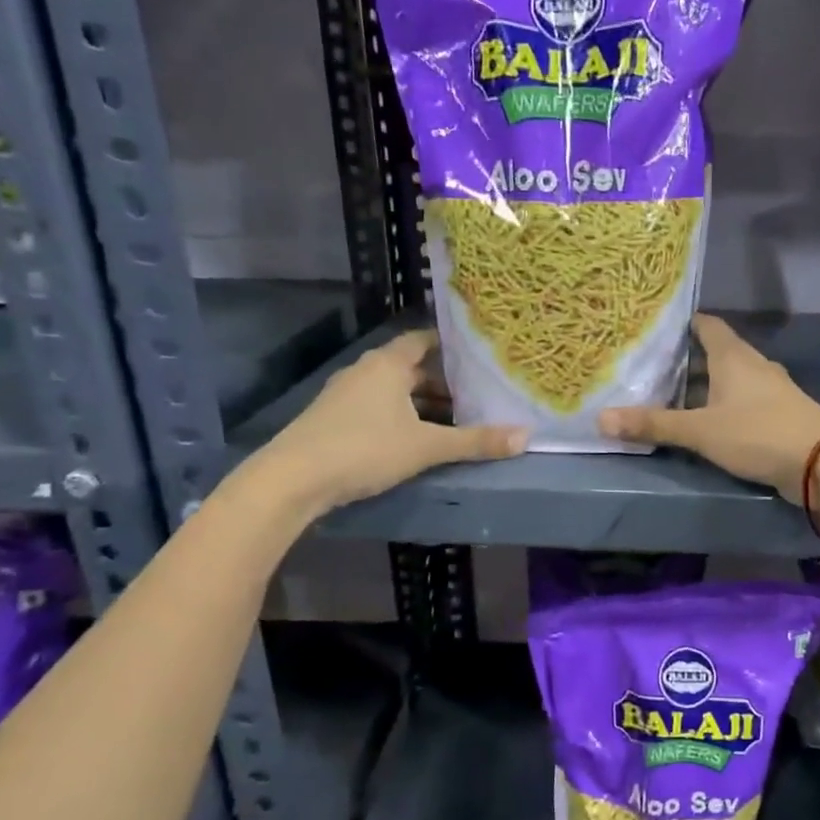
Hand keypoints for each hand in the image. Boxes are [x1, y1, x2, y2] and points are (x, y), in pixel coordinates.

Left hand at [260, 329, 525, 509]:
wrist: (292, 479)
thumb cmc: (364, 449)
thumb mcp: (426, 447)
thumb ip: (475, 441)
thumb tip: (527, 437)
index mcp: (388, 364)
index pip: (424, 340)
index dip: (451, 345)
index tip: (479, 354)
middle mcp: (366, 371)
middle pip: (411, 367)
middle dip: (443, 380)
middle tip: (478, 392)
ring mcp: (346, 394)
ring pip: (394, 389)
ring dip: (422, 401)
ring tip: (455, 417)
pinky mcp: (334, 417)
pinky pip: (378, 406)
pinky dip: (401, 414)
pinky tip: (416, 437)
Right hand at [601, 314, 819, 499]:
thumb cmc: (757, 433)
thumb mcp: (700, 431)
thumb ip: (654, 424)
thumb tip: (600, 420)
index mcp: (734, 356)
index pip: (707, 325)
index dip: (683, 324)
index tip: (657, 328)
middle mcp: (754, 365)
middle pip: (717, 352)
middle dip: (688, 358)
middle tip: (653, 365)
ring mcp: (771, 389)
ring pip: (731, 378)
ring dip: (706, 384)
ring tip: (673, 394)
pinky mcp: (780, 413)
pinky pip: (744, 400)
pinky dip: (724, 404)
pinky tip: (708, 420)